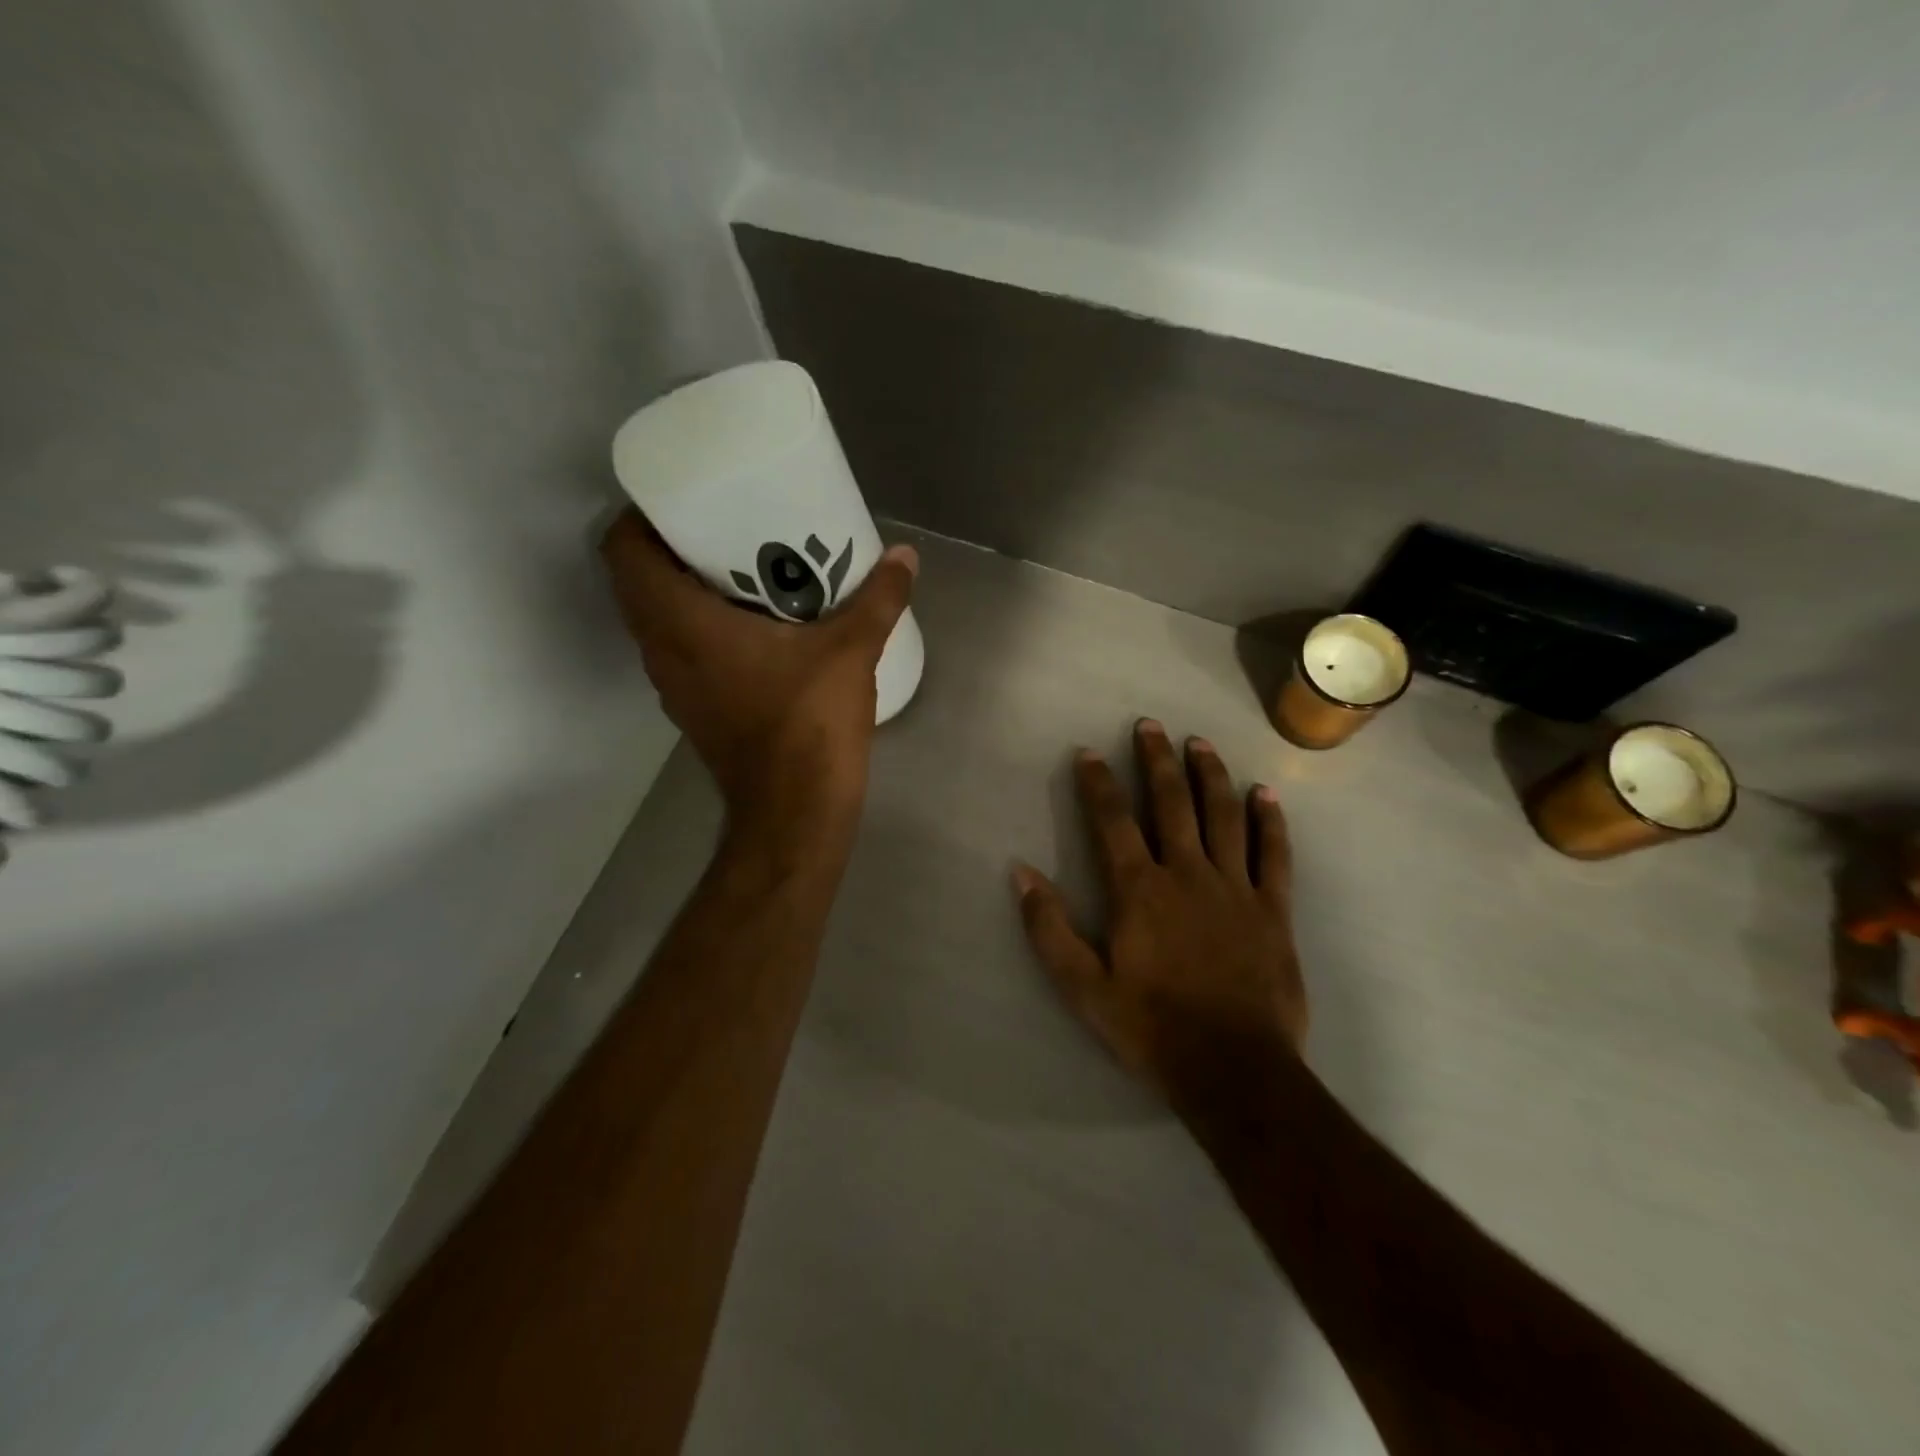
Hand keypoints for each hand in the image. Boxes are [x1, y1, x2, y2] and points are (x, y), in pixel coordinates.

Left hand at [600, 509, 916, 846]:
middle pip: (638, 582)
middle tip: (724, 526)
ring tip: (741, 569)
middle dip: (673, 548)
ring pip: (658, 621)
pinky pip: (681, 652)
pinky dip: (701, 629)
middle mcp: (662, 651)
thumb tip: (905, 556)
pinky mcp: (695, 710)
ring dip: (685, 591)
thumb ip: (878, 600)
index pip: (623, 552)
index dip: (641, 516)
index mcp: (681, 623)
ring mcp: (674, 686)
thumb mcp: (850, 651)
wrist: (795, 810)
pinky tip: (754, 628)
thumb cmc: (809, 722)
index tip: (683, 499)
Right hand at [1012, 720, 1306, 1097]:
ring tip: (1200, 744)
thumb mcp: (1083, 987)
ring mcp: (1236, 888)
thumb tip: (1021, 872)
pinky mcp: (1273, 910)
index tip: (1089, 752)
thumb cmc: (1151, 1027)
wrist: (1233, 1070)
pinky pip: (1275, 855)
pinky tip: (1264, 794)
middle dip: (1157, 761)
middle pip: (1171, 803)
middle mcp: (1187, 874)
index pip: (1112, 821)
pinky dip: (1270, 822)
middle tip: (1150, 726)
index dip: (1098, 783)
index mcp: (1140, 890)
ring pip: (1222, 816)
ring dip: (1209, 776)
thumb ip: (1049, 928)